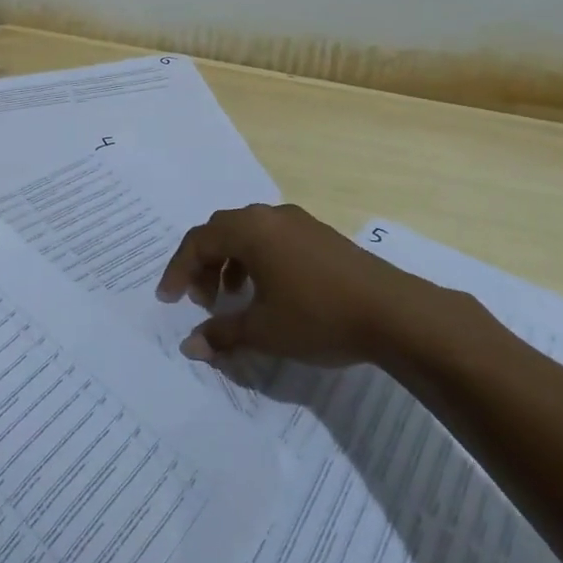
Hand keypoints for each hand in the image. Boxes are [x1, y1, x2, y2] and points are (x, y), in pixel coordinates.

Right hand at [156, 204, 417, 366]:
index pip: (198, 241)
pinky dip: (256, 260)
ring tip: (233, 298)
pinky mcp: (319, 234)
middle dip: (203, 264)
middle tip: (201, 300)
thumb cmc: (318, 316)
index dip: (178, 271)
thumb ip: (222, 334)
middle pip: (221, 231)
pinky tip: (268, 292)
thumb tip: (190, 345)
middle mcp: (269, 216)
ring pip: (248, 233)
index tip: (169, 301)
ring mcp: (297, 222)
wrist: (393, 312)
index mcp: (249, 230)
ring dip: (230, 262)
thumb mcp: (264, 331)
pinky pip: (272, 238)